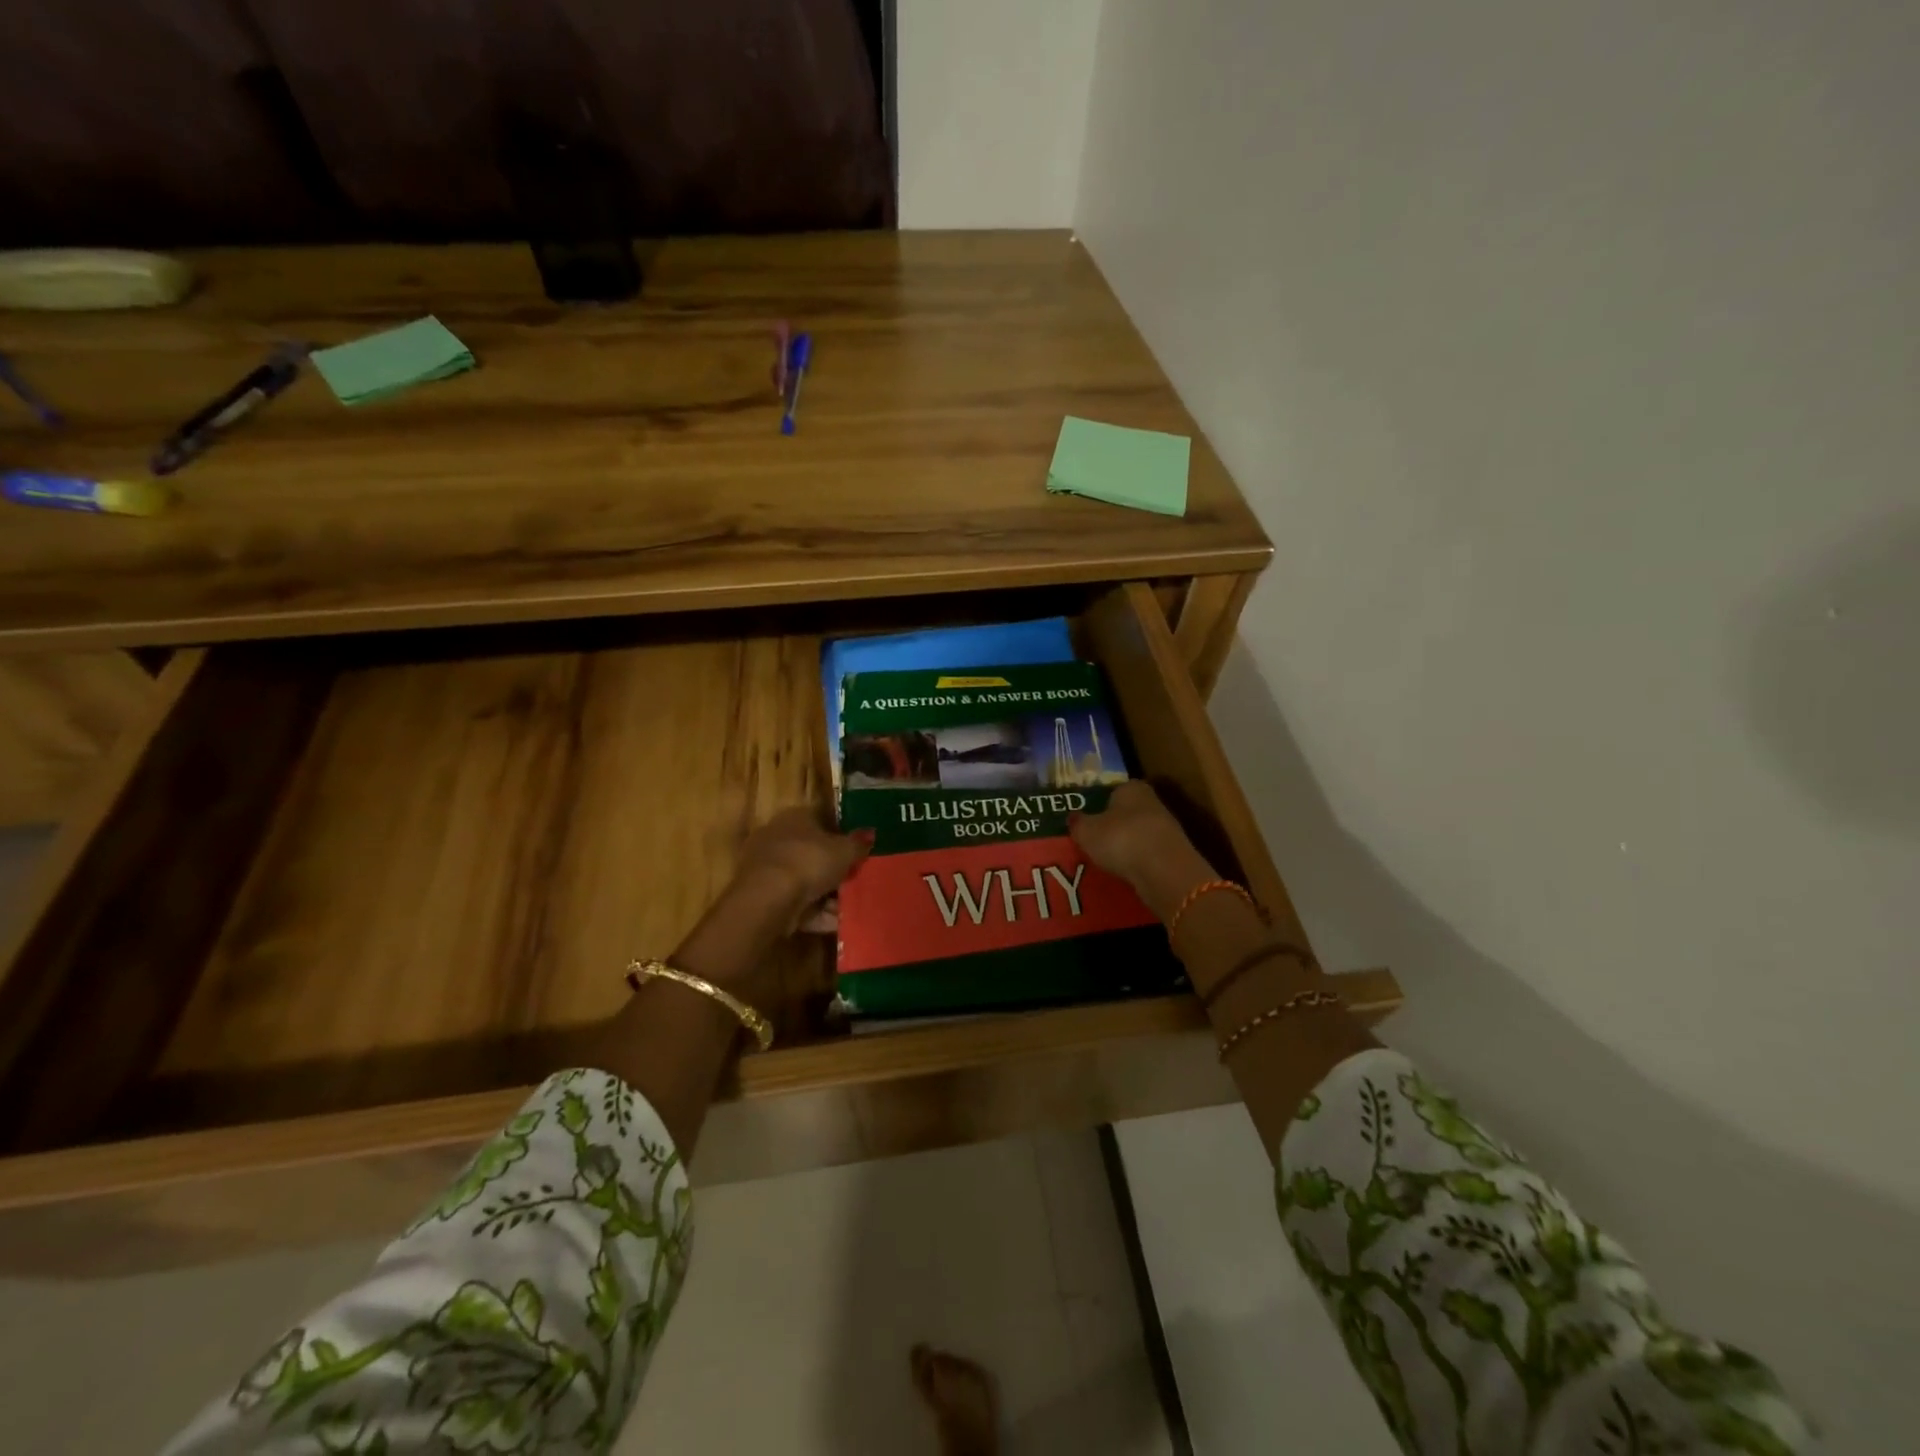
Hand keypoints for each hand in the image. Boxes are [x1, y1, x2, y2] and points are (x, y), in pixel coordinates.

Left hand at [728, 807, 873, 933]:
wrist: (767, 899)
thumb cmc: (809, 862)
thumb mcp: (844, 851)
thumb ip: (859, 843)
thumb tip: (871, 833)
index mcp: (795, 817)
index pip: (822, 819)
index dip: (843, 834)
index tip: (860, 850)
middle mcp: (778, 838)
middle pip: (814, 853)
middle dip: (835, 869)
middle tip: (857, 881)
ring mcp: (768, 869)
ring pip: (806, 881)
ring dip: (828, 895)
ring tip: (851, 907)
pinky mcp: (764, 897)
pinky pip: (797, 903)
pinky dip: (815, 913)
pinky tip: (836, 923)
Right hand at [1069, 781, 1215, 921]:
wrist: (1163, 870)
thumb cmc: (1120, 839)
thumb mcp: (1086, 831)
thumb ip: (1078, 823)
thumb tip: (1072, 817)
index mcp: (1131, 787)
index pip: (1113, 790)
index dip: (1099, 804)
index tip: (1088, 820)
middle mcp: (1152, 801)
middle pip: (1127, 812)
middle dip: (1113, 825)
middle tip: (1094, 841)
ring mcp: (1166, 828)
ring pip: (1139, 833)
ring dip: (1126, 845)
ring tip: (1107, 860)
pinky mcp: (1173, 852)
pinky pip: (1148, 854)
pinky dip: (1137, 861)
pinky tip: (1125, 872)